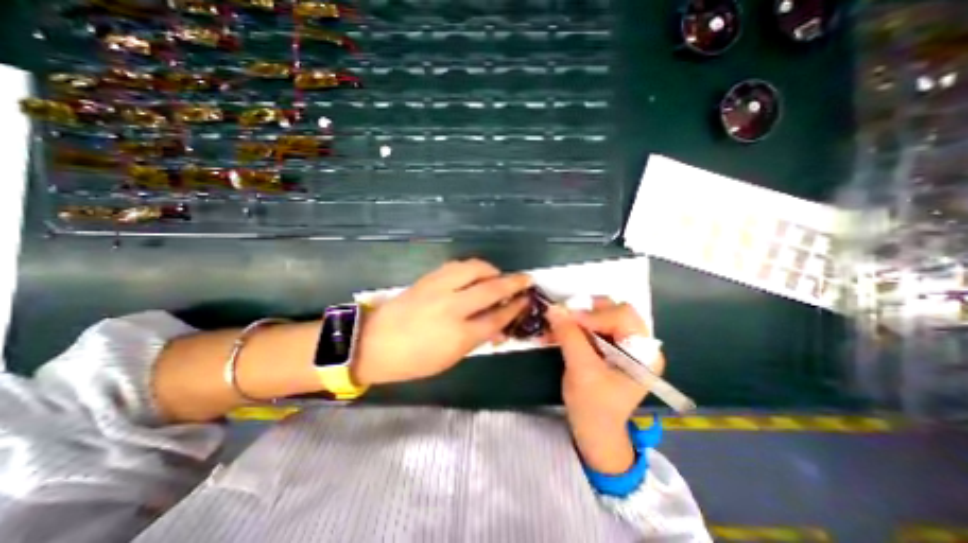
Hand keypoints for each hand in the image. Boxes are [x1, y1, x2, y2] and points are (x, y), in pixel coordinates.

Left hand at [351, 258, 528, 386]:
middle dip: (514, 282)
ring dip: (492, 270)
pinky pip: (457, 266)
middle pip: (492, 288)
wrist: (374, 343)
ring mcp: (439, 288)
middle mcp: (453, 307)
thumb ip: (477, 338)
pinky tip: (474, 274)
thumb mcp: (451, 358)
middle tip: (526, 279)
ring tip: (497, 276)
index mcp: (460, 334)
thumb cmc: (414, 360)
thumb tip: (498, 325)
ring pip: (475, 268)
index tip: (526, 300)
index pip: (498, 316)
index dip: (515, 307)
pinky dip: (471, 267)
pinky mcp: (428, 278)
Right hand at [548, 302, 662, 474]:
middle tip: (564, 321)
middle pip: (613, 311)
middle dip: (585, 314)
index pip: (622, 315)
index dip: (593, 315)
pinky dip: (573, 328)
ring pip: (599, 316)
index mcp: (644, 353)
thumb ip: (569, 336)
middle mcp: (639, 344)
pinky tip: (556, 334)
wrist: (594, 433)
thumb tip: (553, 308)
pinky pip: (591, 327)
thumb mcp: (581, 370)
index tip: (566, 320)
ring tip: (554, 328)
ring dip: (575, 320)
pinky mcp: (610, 348)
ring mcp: (624, 345)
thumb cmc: (594, 408)